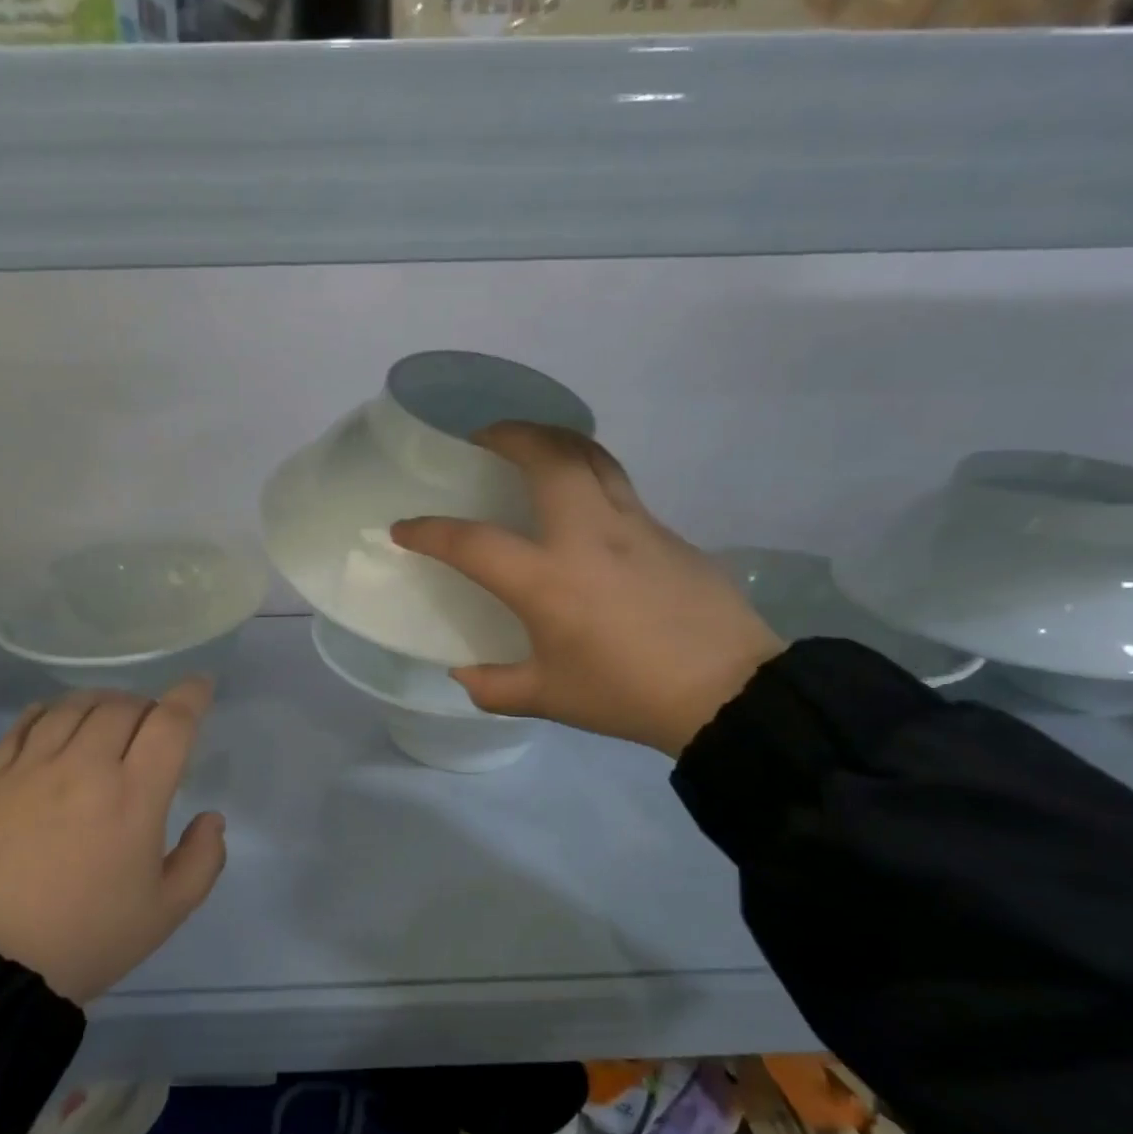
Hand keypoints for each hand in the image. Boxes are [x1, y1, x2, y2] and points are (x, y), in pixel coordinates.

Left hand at [0, 679, 226, 1004]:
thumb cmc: (87, 939)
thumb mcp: (166, 912)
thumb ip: (202, 860)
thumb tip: (211, 818)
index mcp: (134, 795)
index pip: (171, 723)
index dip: (192, 696)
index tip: (202, 686)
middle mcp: (85, 766)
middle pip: (124, 705)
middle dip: (149, 707)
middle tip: (154, 728)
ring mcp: (33, 768)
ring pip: (75, 706)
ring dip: (104, 702)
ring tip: (110, 720)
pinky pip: (26, 723)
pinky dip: (51, 711)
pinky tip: (58, 721)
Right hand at [391, 423, 783, 756]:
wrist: (727, 692)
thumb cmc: (626, 694)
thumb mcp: (548, 698)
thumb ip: (493, 687)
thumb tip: (463, 672)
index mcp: (547, 580)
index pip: (471, 542)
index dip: (429, 532)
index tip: (404, 528)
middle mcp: (586, 536)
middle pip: (546, 457)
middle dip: (507, 435)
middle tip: (483, 438)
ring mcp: (632, 525)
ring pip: (590, 456)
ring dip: (553, 439)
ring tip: (531, 445)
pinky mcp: (665, 531)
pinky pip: (618, 485)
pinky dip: (588, 474)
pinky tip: (581, 501)